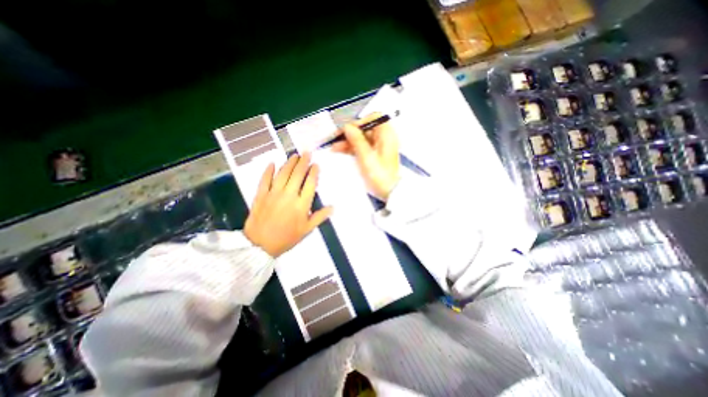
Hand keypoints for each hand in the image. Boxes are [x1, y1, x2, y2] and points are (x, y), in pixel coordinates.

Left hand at [242, 153, 333, 258]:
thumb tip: (333, 207)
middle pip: (297, 174)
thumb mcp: (306, 230)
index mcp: (301, 204)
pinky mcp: (260, 195)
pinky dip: (268, 170)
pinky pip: (264, 179)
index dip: (314, 172)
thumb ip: (319, 217)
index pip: (310, 184)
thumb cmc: (286, 238)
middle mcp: (289, 195)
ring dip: (289, 163)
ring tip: (294, 155)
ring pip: (283, 174)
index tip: (316, 165)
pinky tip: (272, 163)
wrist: (260, 245)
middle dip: (303, 162)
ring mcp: (273, 193)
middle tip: (307, 152)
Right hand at [331, 114, 397, 201]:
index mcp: (387, 134)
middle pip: (365, 129)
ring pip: (362, 139)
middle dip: (350, 133)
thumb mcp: (366, 157)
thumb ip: (356, 140)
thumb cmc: (380, 175)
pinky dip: (353, 148)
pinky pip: (363, 147)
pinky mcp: (376, 155)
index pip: (372, 119)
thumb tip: (347, 126)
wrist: (391, 193)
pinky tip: (341, 150)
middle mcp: (385, 138)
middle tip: (335, 139)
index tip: (346, 130)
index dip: (358, 122)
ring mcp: (380, 147)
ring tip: (334, 147)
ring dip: (349, 142)